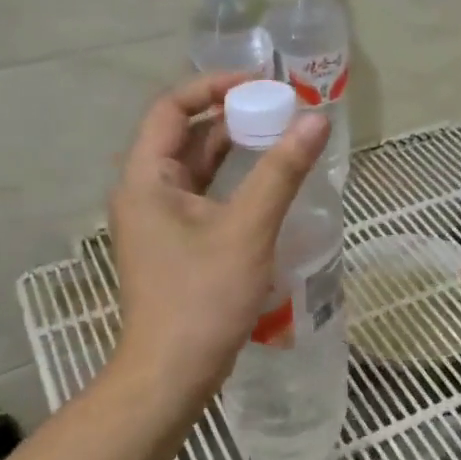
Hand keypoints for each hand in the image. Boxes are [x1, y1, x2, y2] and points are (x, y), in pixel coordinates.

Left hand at [107, 73, 328, 403]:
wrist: (172, 373)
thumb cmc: (203, 298)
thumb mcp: (247, 229)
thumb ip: (281, 172)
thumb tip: (316, 121)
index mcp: (146, 179)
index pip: (171, 108)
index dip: (214, 87)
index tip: (262, 85)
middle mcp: (144, 193)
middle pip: (184, 137)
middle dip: (230, 118)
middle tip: (281, 111)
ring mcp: (158, 223)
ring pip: (196, 171)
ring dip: (234, 152)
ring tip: (281, 140)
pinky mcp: (175, 247)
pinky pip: (203, 199)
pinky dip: (232, 185)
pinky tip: (267, 188)